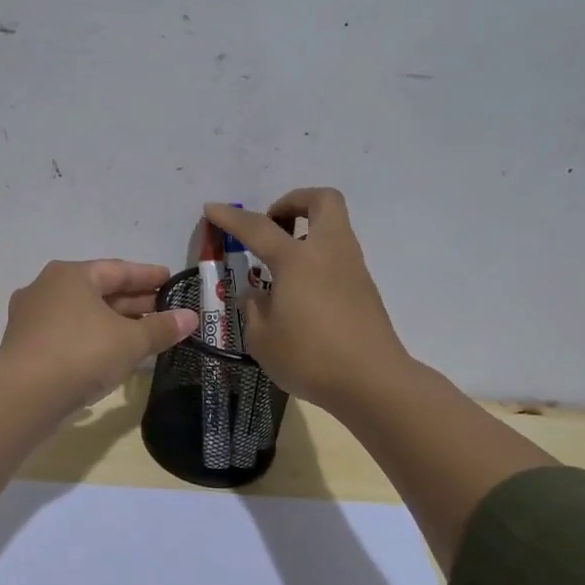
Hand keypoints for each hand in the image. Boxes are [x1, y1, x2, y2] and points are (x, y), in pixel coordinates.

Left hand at [0, 259, 200, 409]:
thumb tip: (191, 317)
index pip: (118, 270)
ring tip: (144, 333)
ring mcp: (32, 318)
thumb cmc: (82, 353)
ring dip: (114, 322)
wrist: (24, 395)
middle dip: (133, 302)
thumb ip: (161, 328)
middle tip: (164, 309)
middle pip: (98, 291)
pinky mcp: (26, 346)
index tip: (171, 280)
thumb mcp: (130, 341)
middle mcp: (47, 288)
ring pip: (83, 314)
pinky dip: (93, 338)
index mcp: (70, 275)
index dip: (148, 276)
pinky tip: (111, 353)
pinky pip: (68, 334)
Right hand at [205, 189, 410, 413]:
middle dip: (293, 202)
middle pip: (322, 200)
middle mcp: (328, 252)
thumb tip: (256, 295)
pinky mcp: (365, 288)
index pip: (258, 227)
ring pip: (334, 227)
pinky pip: (338, 256)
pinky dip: (318, 259)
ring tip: (281, 265)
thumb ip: (253, 309)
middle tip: (272, 225)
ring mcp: (352, 268)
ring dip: (307, 231)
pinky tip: (301, 291)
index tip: (212, 209)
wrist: (373, 383)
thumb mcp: (262, 339)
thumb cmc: (310, 358)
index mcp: (297, 260)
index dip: (231, 217)